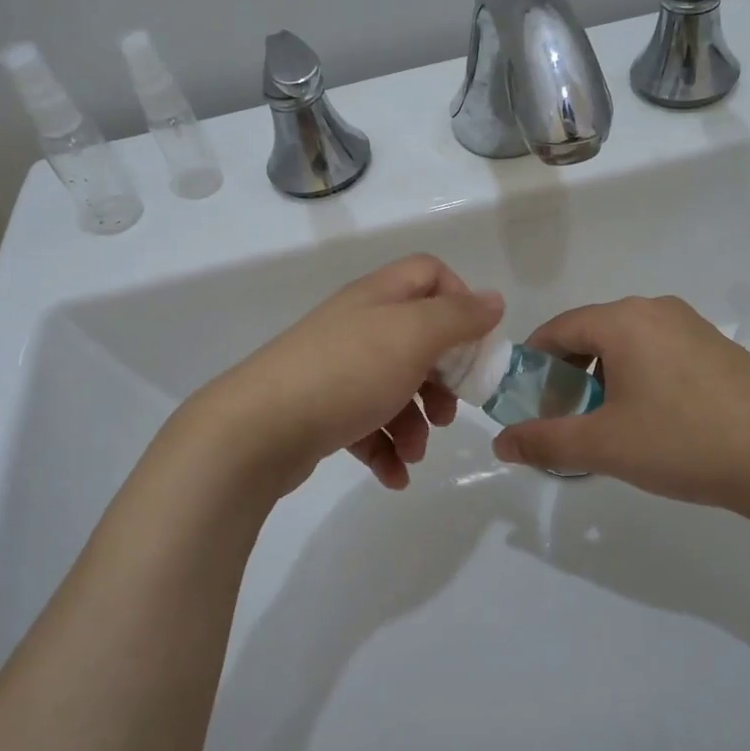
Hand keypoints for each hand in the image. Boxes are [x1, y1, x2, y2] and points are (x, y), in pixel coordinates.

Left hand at [182, 254, 503, 495]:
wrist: (257, 430)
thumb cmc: (346, 373)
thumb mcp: (413, 336)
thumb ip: (458, 317)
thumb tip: (492, 300)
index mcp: (378, 298)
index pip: (429, 274)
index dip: (460, 300)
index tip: (474, 343)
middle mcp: (357, 326)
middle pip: (417, 338)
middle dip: (442, 378)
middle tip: (449, 409)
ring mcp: (336, 369)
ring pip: (395, 387)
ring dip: (416, 423)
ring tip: (415, 451)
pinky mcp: (321, 410)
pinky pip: (367, 425)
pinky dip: (385, 449)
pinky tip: (394, 476)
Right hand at [490, 296, 749, 517]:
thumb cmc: (686, 441)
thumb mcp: (605, 445)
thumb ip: (545, 441)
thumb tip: (499, 443)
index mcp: (623, 319)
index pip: (556, 329)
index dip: (531, 365)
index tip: (524, 404)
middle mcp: (655, 310)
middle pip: (590, 335)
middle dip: (567, 377)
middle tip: (563, 422)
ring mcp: (691, 327)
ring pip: (625, 347)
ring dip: (602, 382)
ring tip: (606, 429)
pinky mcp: (717, 349)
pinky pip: (657, 356)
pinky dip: (637, 382)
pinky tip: (650, 424)